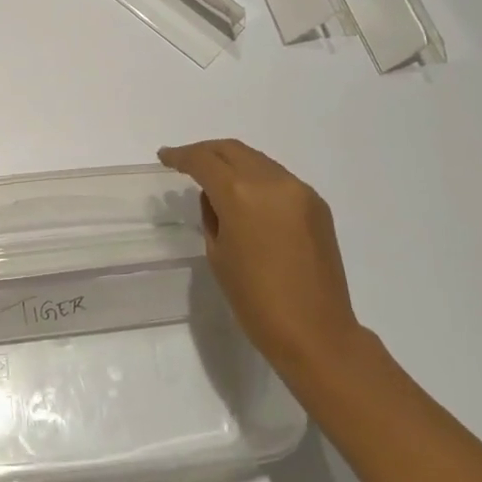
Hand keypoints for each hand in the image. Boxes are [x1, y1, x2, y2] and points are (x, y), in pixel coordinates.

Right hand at [158, 139, 361, 376]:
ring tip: (215, 177)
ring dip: (233, 162)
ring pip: (257, 160)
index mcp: (240, 194)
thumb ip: (212, 215)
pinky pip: (278, 178)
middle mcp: (272, 181)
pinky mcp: (317, 204)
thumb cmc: (255, 300)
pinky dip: (257, 178)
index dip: (181, 156)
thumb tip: (215, 196)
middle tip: (186, 161)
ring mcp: (299, 190)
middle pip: (232, 149)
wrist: (316, 332)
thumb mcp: (218, 254)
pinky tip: (247, 196)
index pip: (203, 160)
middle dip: (206, 152)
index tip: (165, 157)